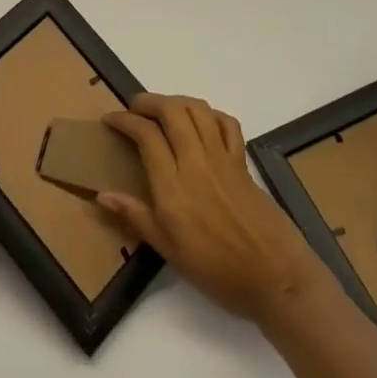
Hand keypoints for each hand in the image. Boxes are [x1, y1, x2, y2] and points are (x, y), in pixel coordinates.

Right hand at [101, 94, 330, 326]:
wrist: (275, 276)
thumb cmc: (216, 270)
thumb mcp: (169, 250)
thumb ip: (135, 216)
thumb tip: (101, 194)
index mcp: (173, 186)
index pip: (146, 135)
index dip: (124, 120)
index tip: (110, 120)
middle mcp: (196, 162)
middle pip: (172, 111)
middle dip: (148, 101)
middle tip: (133, 108)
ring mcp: (223, 158)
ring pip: (198, 110)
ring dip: (176, 101)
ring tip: (162, 110)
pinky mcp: (242, 162)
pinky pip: (226, 124)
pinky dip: (210, 114)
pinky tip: (201, 122)